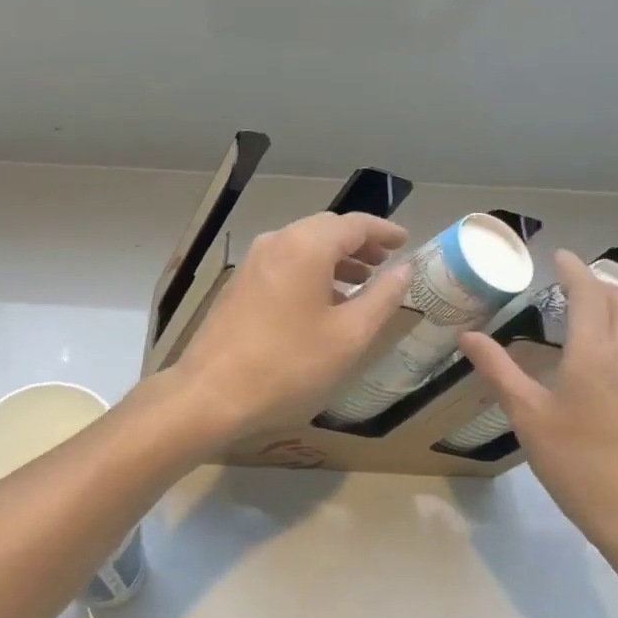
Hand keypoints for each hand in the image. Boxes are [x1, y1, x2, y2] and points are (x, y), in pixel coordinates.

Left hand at [169, 211, 412, 439]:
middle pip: (326, 229)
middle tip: (385, 262)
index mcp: (306, 246)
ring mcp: (253, 261)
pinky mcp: (240, 283)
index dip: (384, 231)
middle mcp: (277, 241)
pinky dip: (311, 271)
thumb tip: (404, 270)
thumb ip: (382, 298)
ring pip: (303, 246)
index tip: (406, 241)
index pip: (354, 224)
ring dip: (335, 258)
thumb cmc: (289, 365)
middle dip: (359, 243)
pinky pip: (284, 262)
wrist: (211, 393)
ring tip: (361, 282)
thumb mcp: (349, 336)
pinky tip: (323, 301)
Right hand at [458, 249, 617, 563]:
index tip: (558, 256)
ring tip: (587, 305)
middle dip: (596, 282)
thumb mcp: (527, 416)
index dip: (574, 270)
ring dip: (615, 302)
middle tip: (568, 279)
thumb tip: (468, 335)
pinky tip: (608, 348)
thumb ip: (498, 370)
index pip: (589, 294)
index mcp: (595, 353)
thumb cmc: (577, 463)